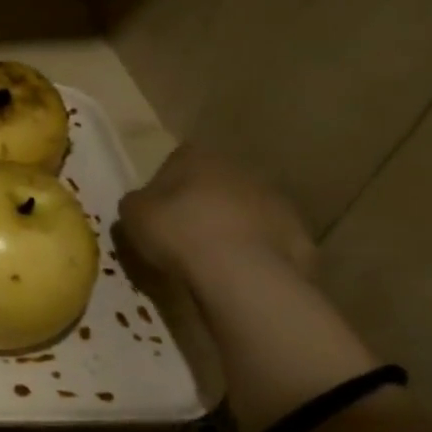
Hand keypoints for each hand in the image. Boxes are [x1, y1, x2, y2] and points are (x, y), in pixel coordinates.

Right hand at [118, 145, 317, 287]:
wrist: (241, 272)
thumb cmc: (177, 231)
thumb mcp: (132, 214)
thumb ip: (137, 202)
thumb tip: (144, 204)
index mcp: (199, 157)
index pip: (179, 158)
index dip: (166, 182)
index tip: (158, 208)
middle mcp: (240, 170)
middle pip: (216, 183)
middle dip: (202, 203)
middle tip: (183, 233)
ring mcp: (276, 202)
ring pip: (245, 211)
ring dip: (231, 226)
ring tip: (211, 258)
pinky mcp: (299, 235)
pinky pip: (268, 241)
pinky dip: (254, 253)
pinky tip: (238, 274)